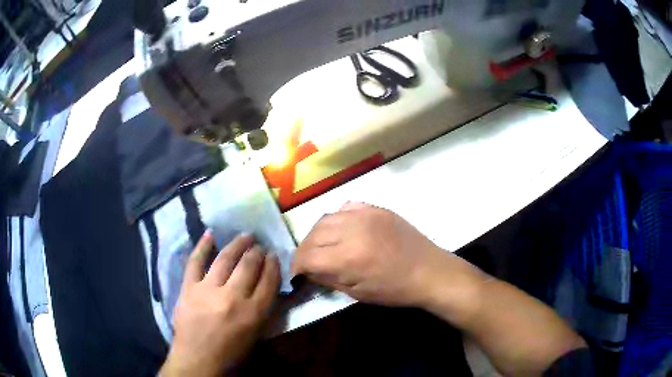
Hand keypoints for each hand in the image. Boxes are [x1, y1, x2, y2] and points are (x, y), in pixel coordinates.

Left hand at [161, 231, 280, 376]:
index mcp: (253, 313)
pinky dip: (202, 246)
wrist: (197, 359)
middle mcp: (233, 298)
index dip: (273, 265)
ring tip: (245, 236)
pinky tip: (210, 234)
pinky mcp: (189, 287)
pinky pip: (195, 262)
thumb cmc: (230, 352)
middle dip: (257, 252)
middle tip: (259, 245)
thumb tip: (265, 284)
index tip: (273, 255)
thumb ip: (262, 309)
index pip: (269, 281)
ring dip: (237, 244)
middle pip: (249, 266)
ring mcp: (208, 290)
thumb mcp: (256, 335)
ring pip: (225, 259)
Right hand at [292, 202, 482, 310]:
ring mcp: (365, 215)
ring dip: (318, 234)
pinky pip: (346, 208)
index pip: (307, 256)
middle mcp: (352, 230)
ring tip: (322, 246)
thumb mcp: (357, 293)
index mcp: (348, 257)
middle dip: (305, 250)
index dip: (297, 266)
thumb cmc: (394, 290)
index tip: (297, 273)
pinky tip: (342, 230)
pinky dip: (337, 219)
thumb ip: (328, 279)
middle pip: (313, 235)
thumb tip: (308, 270)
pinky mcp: (376, 208)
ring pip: (326, 218)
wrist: (428, 271)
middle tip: (308, 261)